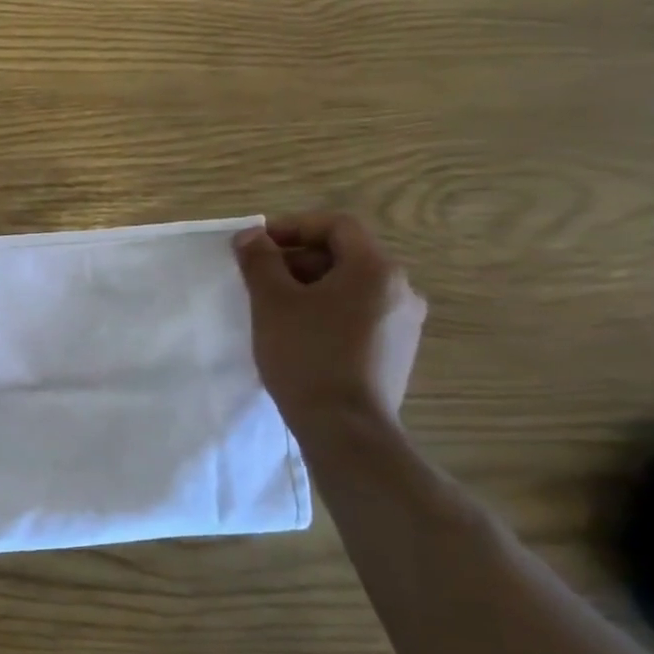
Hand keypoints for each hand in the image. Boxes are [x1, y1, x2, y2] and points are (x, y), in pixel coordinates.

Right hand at [233, 212, 425, 427]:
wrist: (345, 428)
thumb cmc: (307, 355)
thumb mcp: (272, 302)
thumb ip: (260, 261)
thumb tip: (250, 236)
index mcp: (376, 269)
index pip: (336, 226)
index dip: (293, 227)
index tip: (256, 244)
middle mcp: (400, 289)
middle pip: (345, 255)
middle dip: (297, 259)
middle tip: (258, 277)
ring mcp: (403, 323)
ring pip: (351, 287)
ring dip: (310, 286)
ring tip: (273, 307)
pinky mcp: (397, 351)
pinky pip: (358, 314)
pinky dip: (327, 311)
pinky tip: (299, 334)